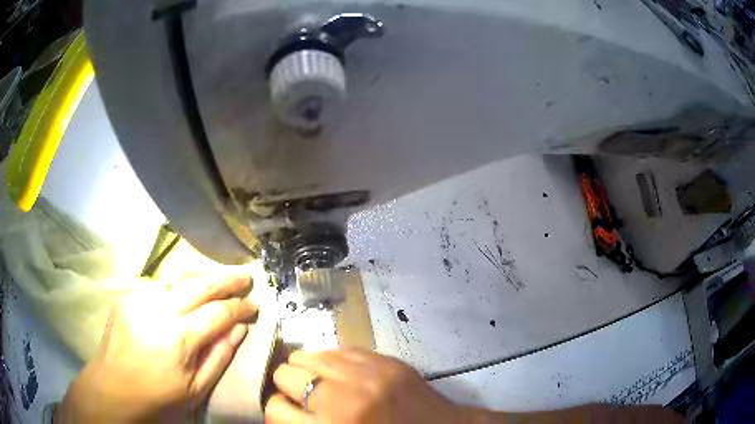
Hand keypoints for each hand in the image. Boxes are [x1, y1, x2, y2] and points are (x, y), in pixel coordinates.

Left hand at [55, 275, 257, 422]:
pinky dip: (177, 285)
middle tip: (245, 275)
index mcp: (180, 337)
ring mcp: (141, 296)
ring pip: (179, 276)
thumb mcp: (197, 387)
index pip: (219, 312)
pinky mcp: (128, 293)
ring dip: (203, 277)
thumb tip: (240, 329)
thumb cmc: (159, 394)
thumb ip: (220, 356)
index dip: (240, 306)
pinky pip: (159, 282)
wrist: (115, 386)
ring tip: (219, 280)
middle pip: (201, 283)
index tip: (255, 304)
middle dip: (227, 277)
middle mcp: (160, 308)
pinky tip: (184, 292)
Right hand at [266, 349, 463, 423]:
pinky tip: (341, 372)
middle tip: (302, 396)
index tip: (287, 410)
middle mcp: (343, 398)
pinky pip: (340, 349)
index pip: (275, 409)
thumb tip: (280, 406)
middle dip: (288, 386)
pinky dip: (333, 361)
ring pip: (309, 355)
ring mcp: (367, 374)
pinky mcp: (386, 361)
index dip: (277, 409)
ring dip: (308, 369)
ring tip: (319, 380)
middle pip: (285, 375)